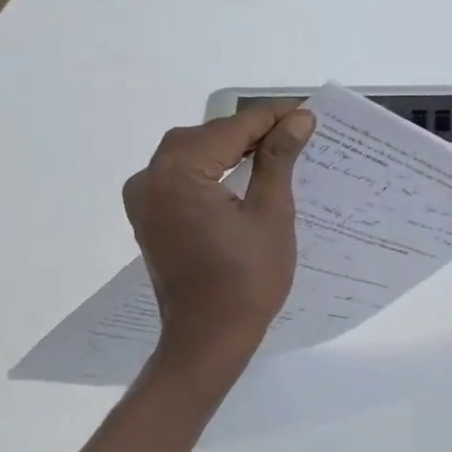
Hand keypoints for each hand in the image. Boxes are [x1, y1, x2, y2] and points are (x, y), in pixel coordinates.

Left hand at [122, 101, 315, 375]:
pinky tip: (239, 171)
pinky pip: (180, 174)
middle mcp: (150, 176)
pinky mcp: (147, 214)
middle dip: (251, 130)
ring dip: (230, 146)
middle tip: (296, 130)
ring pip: (192, 151)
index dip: (273, 117)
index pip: (233, 128)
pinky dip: (209, 167)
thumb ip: (278, 159)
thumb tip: (298, 118)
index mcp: (180, 172)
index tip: (307, 112)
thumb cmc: (247, 281)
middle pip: (208, 135)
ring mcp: (143, 196)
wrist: (207, 340)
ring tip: (275, 148)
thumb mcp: (271, 214)